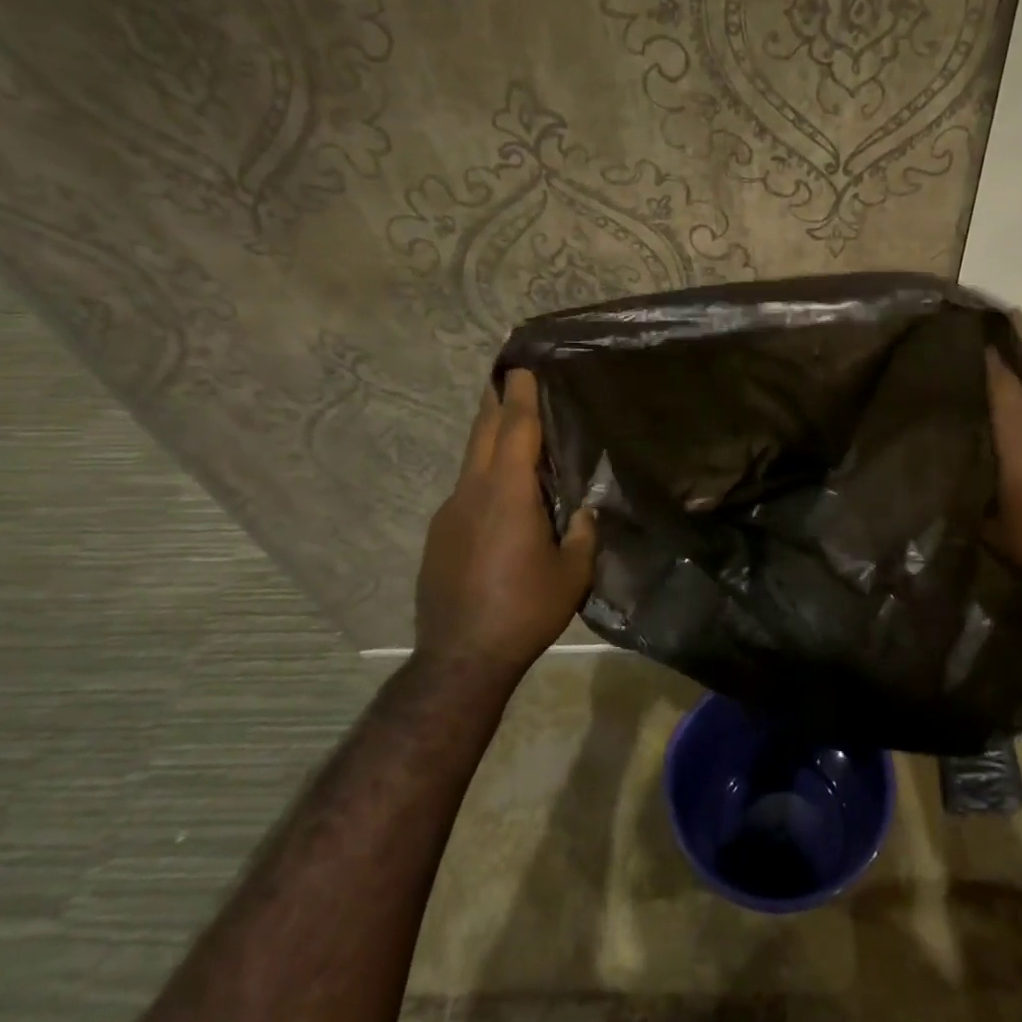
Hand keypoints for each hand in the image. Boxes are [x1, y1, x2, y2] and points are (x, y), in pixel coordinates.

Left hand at [414, 368, 596, 677]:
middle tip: (504, 374)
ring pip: (471, 462)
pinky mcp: (438, 536)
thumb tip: (582, 512)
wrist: (461, 657)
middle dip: (495, 400)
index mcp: (508, 493)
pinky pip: (465, 492)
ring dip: (488, 438)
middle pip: (483, 433)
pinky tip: (500, 496)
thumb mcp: (572, 573)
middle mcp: (473, 492)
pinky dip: (483, 477)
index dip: (520, 394)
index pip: (515, 429)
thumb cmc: (525, 609)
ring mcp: (449, 513)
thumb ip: (581, 534)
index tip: (521, 365)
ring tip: (508, 429)